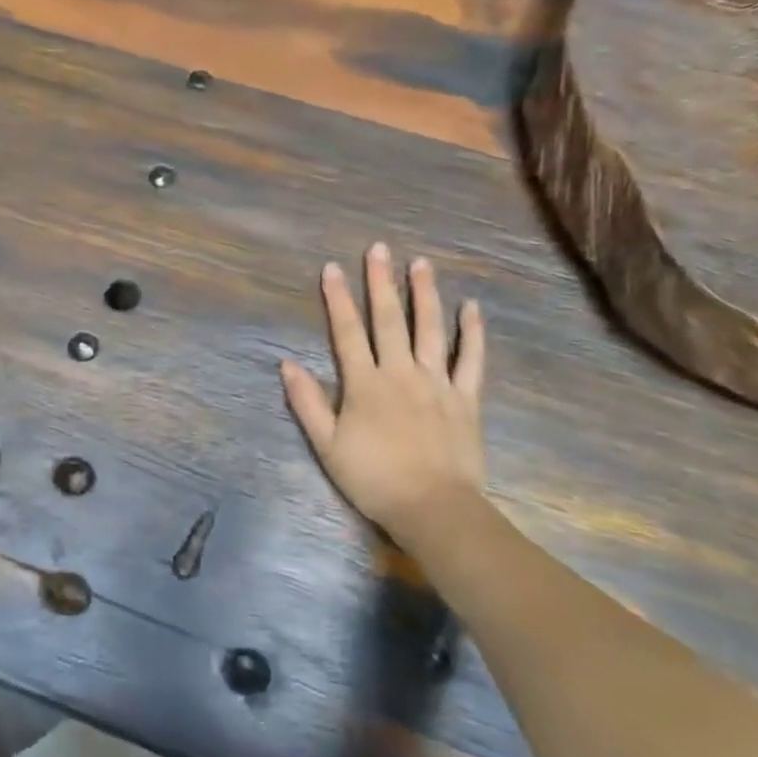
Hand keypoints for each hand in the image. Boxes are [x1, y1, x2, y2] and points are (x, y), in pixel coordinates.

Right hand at [281, 244, 486, 547]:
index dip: (338, 299)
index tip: (332, 268)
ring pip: (430, 330)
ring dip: (425, 294)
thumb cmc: (373, 478)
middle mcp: (400, 373)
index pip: (347, 332)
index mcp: (365, 384)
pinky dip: (471, 333)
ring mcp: (437, 383)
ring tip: (421, 263)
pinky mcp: (465, 398)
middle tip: (380, 248)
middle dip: (381, 282)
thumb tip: (286, 364)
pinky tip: (471, 307)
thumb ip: (307, 402)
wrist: (432, 508)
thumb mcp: (327, 445)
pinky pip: (471, 359)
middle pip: (389, 320)